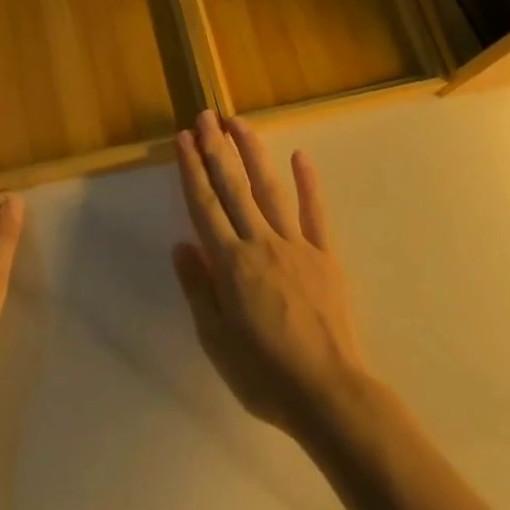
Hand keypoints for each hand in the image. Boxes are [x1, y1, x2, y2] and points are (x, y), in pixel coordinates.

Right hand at [171, 111, 369, 442]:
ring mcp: (296, 245)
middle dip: (216, 149)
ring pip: (269, 190)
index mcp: (230, 264)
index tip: (183, 139)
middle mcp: (260, 243)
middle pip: (233, 188)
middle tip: (205, 116)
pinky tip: (300, 157)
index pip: (204, 206)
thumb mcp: (216, 341)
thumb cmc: (264, 374)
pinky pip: (315, 212)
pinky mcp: (325, 255)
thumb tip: (181, 246)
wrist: (328, 393)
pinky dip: (308, 183)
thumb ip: (198, 289)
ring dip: (252, 153)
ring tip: (239, 123)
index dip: (192, 170)